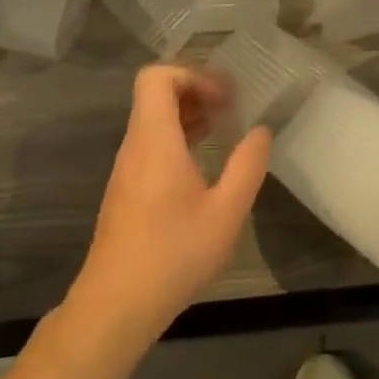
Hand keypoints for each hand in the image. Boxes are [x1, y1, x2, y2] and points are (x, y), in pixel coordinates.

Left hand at [70, 64, 271, 337]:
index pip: (157, 77)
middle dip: (195, 90)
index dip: (192, 75)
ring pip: (152, 120)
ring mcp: (127, 168)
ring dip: (188, 115)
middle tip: (231, 106)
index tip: (224, 98)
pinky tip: (203, 163)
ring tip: (223, 128)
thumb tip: (261, 131)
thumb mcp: (226, 212)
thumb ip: (247, 165)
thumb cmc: (173, 254)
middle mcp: (135, 145)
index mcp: (155, 139)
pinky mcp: (126, 189)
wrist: (116, 304)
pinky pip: (150, 144)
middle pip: (155, 94)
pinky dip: (177, 138)